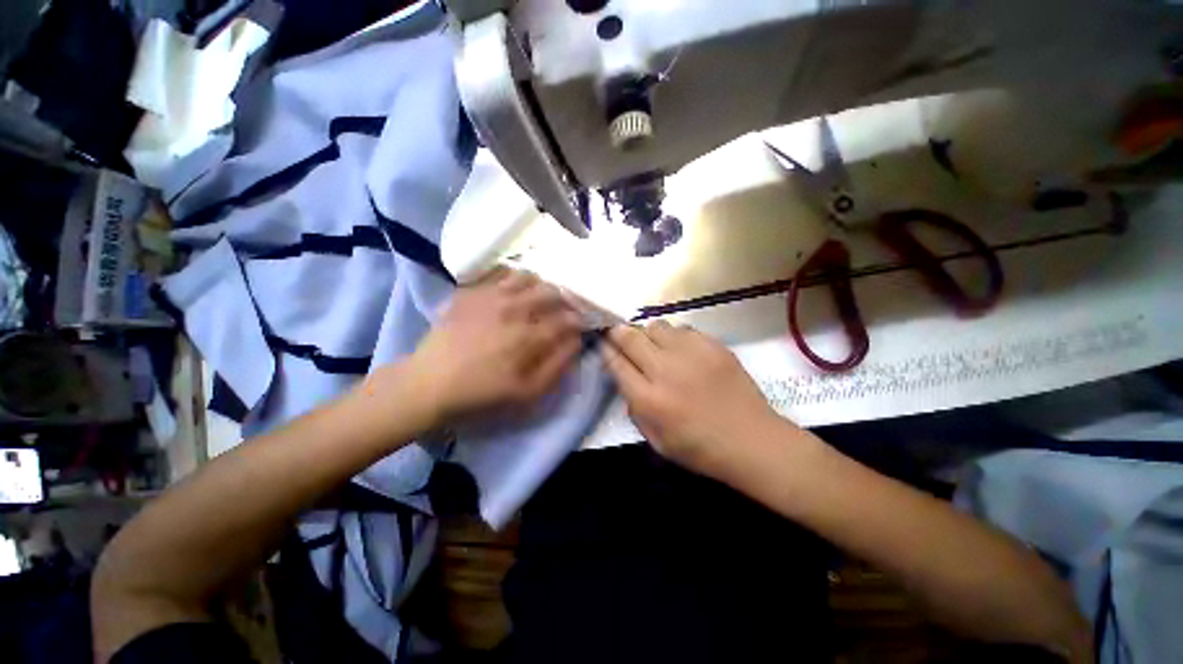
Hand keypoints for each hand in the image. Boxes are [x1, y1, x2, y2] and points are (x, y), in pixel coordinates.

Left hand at [407, 269, 582, 425]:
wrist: (428, 384)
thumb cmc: (481, 393)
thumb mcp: (527, 392)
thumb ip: (557, 366)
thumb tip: (576, 342)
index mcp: (529, 336)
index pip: (567, 318)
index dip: (578, 320)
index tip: (579, 324)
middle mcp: (513, 309)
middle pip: (551, 291)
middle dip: (563, 299)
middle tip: (560, 310)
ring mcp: (489, 297)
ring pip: (527, 277)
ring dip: (539, 285)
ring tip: (536, 298)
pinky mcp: (470, 292)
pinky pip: (498, 273)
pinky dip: (511, 277)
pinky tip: (511, 290)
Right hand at [602, 321, 789, 477]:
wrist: (752, 440)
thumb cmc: (700, 448)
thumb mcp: (655, 440)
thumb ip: (634, 408)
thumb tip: (626, 378)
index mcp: (649, 399)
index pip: (615, 362)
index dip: (606, 350)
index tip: (604, 345)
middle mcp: (665, 370)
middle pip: (630, 336)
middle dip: (619, 333)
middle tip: (620, 336)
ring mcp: (690, 353)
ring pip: (655, 326)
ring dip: (648, 335)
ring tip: (656, 347)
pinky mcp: (713, 345)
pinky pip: (682, 329)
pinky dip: (675, 338)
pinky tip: (683, 352)